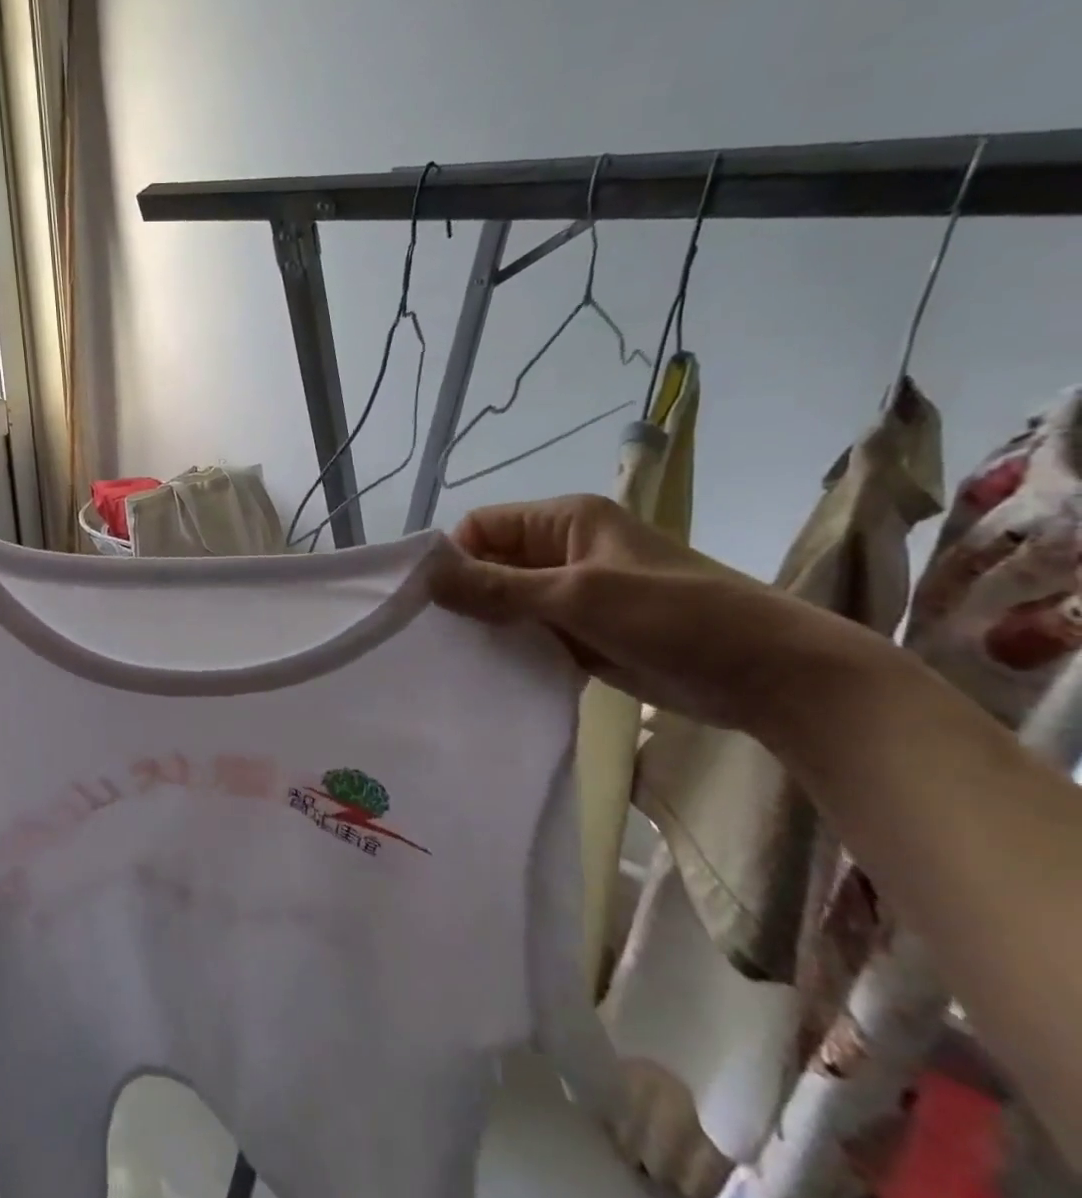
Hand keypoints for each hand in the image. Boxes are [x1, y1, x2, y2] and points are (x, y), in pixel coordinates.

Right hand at [428, 495, 862, 732]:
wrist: (773, 676)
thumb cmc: (676, 616)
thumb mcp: (578, 596)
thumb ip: (498, 588)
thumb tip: (424, 578)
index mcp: (565, 520)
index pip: (481, 527)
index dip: (452, 557)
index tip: (428, 602)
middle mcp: (564, 550)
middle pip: (490, 564)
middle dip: (464, 595)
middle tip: (435, 637)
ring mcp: (575, 594)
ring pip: (507, 602)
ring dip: (487, 626)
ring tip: (457, 659)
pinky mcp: (585, 633)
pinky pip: (530, 633)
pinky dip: (511, 649)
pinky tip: (490, 674)